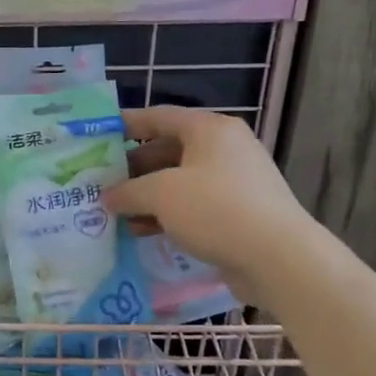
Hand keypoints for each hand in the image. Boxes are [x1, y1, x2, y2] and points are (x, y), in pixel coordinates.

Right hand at [103, 107, 307, 287]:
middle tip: (101, 181)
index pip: (159, 117)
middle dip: (133, 168)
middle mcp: (224, 149)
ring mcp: (234, 182)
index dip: (126, 124)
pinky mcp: (238, 212)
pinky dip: (167, 214)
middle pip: (168, 150)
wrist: (278, 258)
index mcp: (210, 130)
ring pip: (179, 181)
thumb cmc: (215, 209)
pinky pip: (193, 205)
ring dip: (147, 195)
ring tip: (116, 211)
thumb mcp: (161, 194)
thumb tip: (108, 197)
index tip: (97, 136)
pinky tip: (142, 231)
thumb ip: (128, 191)